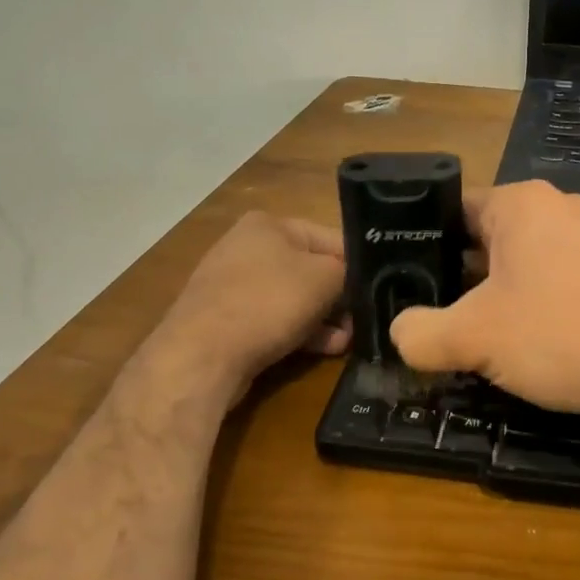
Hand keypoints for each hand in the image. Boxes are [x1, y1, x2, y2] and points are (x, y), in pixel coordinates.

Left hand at [144, 212, 350, 404]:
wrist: (202, 355)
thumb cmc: (269, 302)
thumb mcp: (325, 278)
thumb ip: (348, 272)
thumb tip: (354, 281)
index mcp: (268, 224)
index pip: (330, 238)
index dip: (357, 264)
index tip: (377, 290)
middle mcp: (247, 247)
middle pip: (311, 269)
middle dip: (338, 297)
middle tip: (361, 321)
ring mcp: (233, 285)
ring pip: (294, 298)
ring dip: (323, 318)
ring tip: (346, 341)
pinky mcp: (226, 320)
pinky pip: (274, 320)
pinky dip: (300, 331)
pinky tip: (324, 349)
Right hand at [390, 181, 579, 423]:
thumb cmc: (559, 335)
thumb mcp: (473, 338)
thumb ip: (420, 334)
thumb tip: (400, 333)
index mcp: (520, 202)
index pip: (453, 210)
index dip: (424, 246)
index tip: (406, 283)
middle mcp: (558, 206)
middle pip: (488, 236)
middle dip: (461, 275)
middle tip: (438, 315)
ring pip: (524, 259)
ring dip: (499, 293)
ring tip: (480, 334)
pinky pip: (558, 276)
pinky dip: (538, 301)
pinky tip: (533, 340)